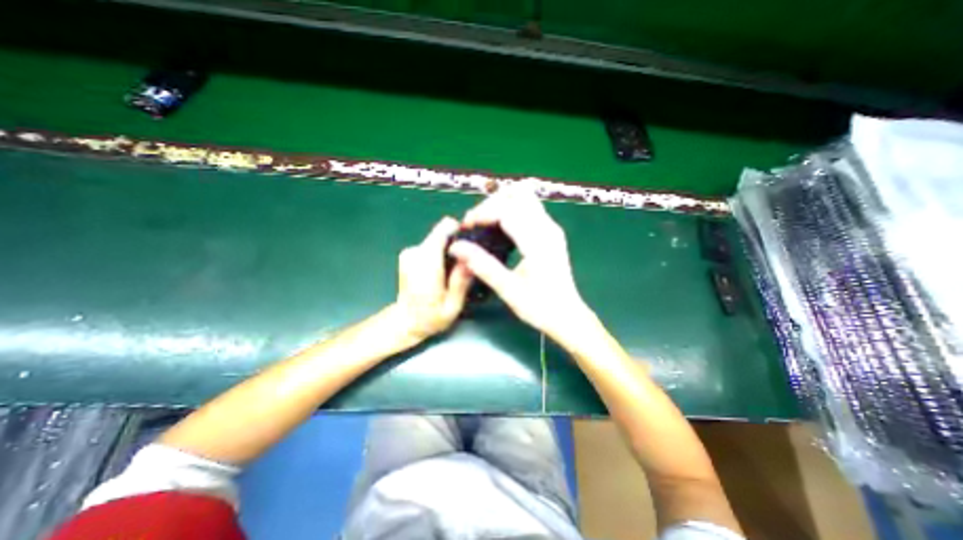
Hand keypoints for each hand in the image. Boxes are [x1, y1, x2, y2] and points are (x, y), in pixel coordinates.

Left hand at [393, 217, 475, 338]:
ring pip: (438, 238)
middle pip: (442, 233)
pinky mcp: (410, 253)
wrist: (406, 322)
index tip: (471, 243)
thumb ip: (460, 282)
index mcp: (425, 266)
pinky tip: (443, 270)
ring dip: (449, 250)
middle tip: (465, 264)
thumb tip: (471, 259)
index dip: (460, 231)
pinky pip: (432, 244)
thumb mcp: (452, 307)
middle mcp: (415, 253)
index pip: (442, 231)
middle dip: (457, 243)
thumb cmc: (431, 318)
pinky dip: (440, 253)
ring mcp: (410, 251)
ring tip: (453, 271)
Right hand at [450, 183, 594, 338]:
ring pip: (525, 197)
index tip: (465, 226)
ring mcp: (551, 228)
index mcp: (538, 241)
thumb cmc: (540, 307)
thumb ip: (483, 266)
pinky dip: (511, 210)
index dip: (483, 213)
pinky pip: (529, 208)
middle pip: (518, 194)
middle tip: (475, 223)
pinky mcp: (551, 232)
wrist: (567, 316)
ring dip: (502, 203)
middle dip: (492, 203)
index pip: (507, 210)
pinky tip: (500, 228)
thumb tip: (456, 247)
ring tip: (485, 223)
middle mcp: (548, 228)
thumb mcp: (508, 290)